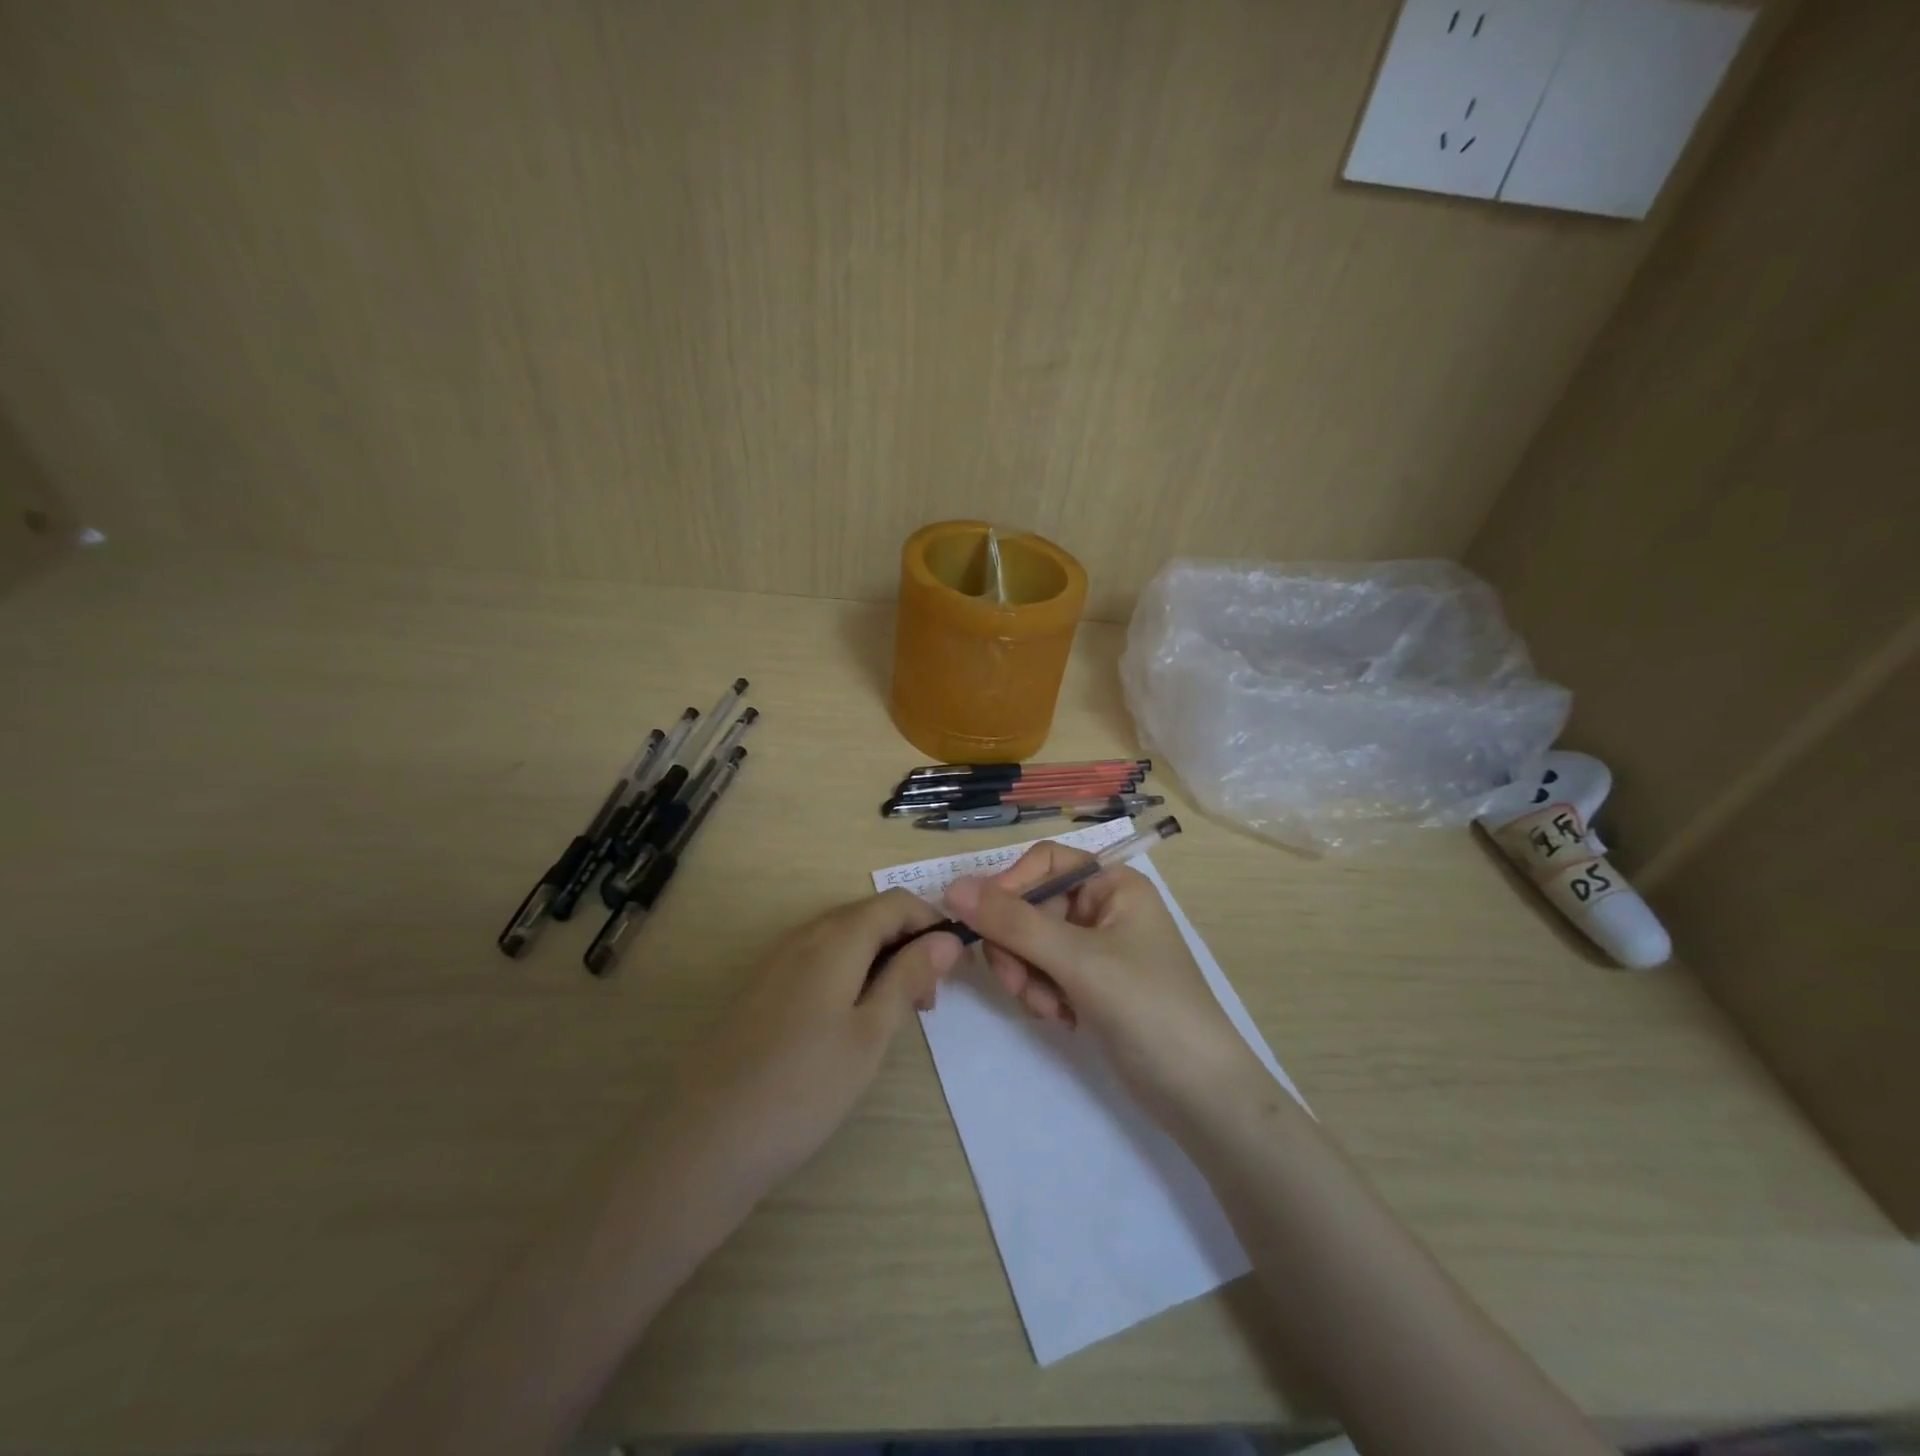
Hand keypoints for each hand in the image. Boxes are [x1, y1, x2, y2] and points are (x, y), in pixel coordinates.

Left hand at [666, 890, 962, 1208]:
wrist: (708, 1138)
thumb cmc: (804, 1086)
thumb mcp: (871, 1033)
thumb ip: (908, 977)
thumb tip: (946, 938)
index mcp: (835, 937)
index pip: (896, 902)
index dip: (931, 923)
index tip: (952, 968)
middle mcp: (803, 934)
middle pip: (868, 916)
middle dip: (906, 944)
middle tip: (924, 1003)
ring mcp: (776, 959)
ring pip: (843, 938)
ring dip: (878, 960)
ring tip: (891, 1016)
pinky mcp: (761, 986)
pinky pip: (816, 959)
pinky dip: (846, 973)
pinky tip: (847, 1022)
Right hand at [943, 845, 1263, 1116]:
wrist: (1200, 1094)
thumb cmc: (1148, 1009)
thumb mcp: (1078, 960)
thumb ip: (1014, 923)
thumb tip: (953, 887)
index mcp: (1112, 883)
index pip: (1043, 863)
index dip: (1009, 888)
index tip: (983, 926)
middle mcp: (1102, 907)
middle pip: (1030, 906)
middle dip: (1018, 948)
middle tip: (1018, 984)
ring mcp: (1096, 947)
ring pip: (1030, 943)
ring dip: (1028, 976)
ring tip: (1051, 1010)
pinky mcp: (1089, 983)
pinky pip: (1043, 972)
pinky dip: (1042, 994)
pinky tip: (1064, 1020)